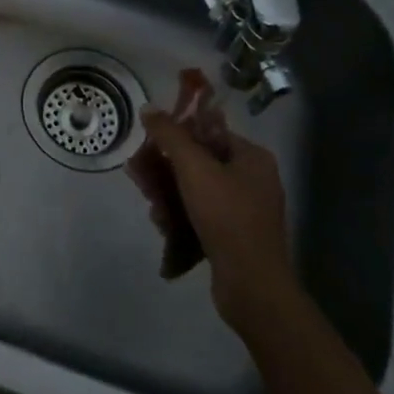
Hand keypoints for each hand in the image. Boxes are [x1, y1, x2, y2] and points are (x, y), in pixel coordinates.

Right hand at [138, 109, 294, 329]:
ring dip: (168, 195)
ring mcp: (246, 210)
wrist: (251, 285)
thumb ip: (170, 135)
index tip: (149, 145)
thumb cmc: (226, 216)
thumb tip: (148, 108)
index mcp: (252, 157)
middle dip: (165, 170)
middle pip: (199, 162)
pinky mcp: (235, 235)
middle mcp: (253, 179)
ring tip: (152, 208)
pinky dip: (181, 216)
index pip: (208, 132)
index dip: (176, 135)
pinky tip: (164, 226)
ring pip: (196, 190)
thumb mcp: (194, 168)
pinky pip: (202, 214)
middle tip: (140, 178)